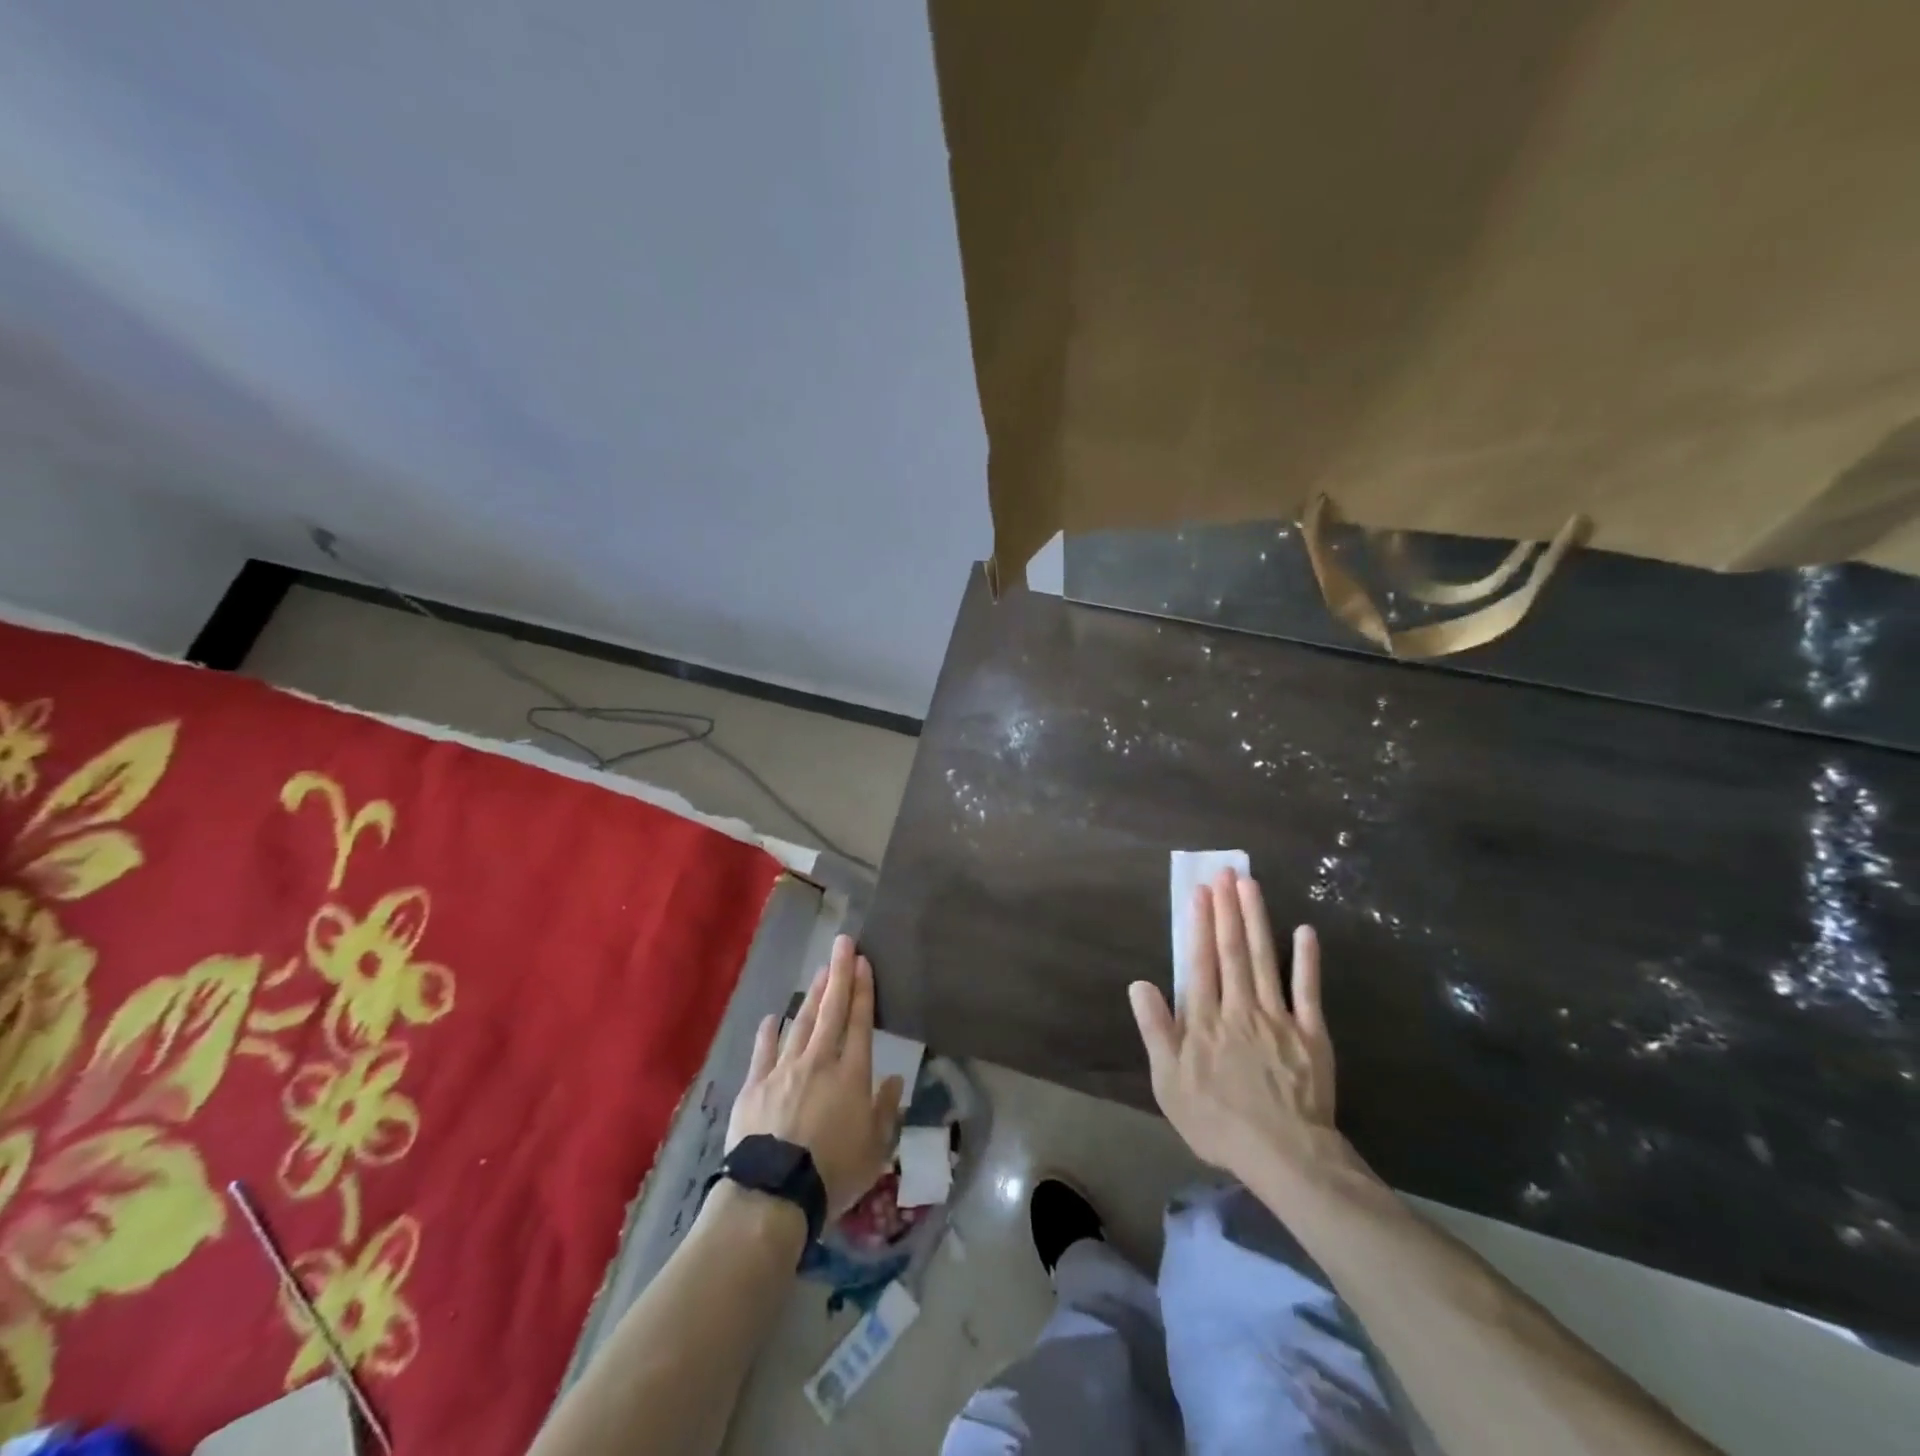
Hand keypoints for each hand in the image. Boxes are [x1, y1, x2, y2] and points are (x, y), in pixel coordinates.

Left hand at [727, 934, 904, 1215]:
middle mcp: (818, 1062)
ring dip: (812, 996)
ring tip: (819, 972)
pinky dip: (769, 1032)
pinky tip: (773, 1017)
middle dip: (838, 974)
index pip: (860, 1023)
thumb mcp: (875, 1150)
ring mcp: (783, 1070)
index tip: (863, 962)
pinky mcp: (755, 1085)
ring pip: (801, 1023)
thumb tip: (896, 1079)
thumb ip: (886, 1111)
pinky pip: (764, 1051)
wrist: (773, 1193)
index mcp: (851, 1075)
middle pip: (831, 1010)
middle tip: (842, 943)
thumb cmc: (833, 1173)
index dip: (863, 990)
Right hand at [1130, 869, 1337, 1183]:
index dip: (1199, 924)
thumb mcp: (1169, 1082)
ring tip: (1250, 884)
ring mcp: (1278, 1017)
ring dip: (1257, 919)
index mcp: (1205, 1019)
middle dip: (1227, 908)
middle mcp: (1240, 1007)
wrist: (1284, 1156)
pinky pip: (1308, 990)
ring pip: (1265, 958)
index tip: (1199, 891)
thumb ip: (1156, 1030)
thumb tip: (1140, 984)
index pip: (1200, 961)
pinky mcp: (1311, 1033)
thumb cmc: (1217, 1121)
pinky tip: (1304, 931)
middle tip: (1224, 872)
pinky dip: (1307, 959)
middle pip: (1232, 950)